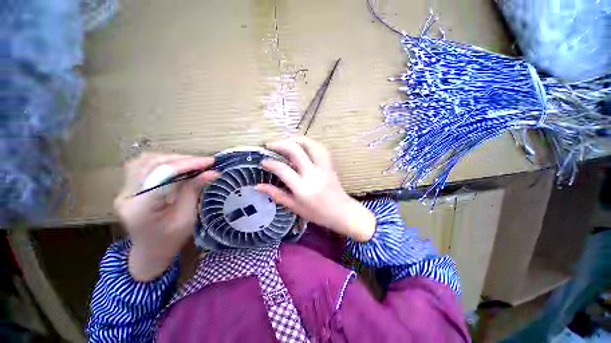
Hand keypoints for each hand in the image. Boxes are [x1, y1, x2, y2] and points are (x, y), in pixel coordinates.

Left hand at [114, 153, 217, 280]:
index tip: (210, 162)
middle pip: (152, 164)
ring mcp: (124, 190)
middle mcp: (127, 195)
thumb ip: (194, 192)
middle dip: (182, 159)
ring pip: (145, 161)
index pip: (163, 175)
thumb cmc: (170, 240)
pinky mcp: (127, 188)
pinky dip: (162, 161)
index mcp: (140, 207)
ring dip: (172, 158)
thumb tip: (212, 172)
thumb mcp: (186, 218)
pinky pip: (142, 165)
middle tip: (204, 162)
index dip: (188, 164)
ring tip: (192, 162)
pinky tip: (176, 165)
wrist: (149, 252)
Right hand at [256, 137, 375, 241]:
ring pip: (309, 145)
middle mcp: (312, 174)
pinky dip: (309, 143)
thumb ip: (277, 195)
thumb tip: (258, 186)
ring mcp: (323, 167)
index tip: (263, 161)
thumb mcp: (295, 207)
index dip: (270, 163)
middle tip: (270, 145)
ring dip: (295, 139)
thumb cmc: (318, 214)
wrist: (342, 212)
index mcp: (302, 188)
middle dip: (280, 144)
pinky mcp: (329, 164)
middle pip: (295, 151)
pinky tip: (302, 144)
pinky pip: (320, 148)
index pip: (283, 169)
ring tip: (285, 141)